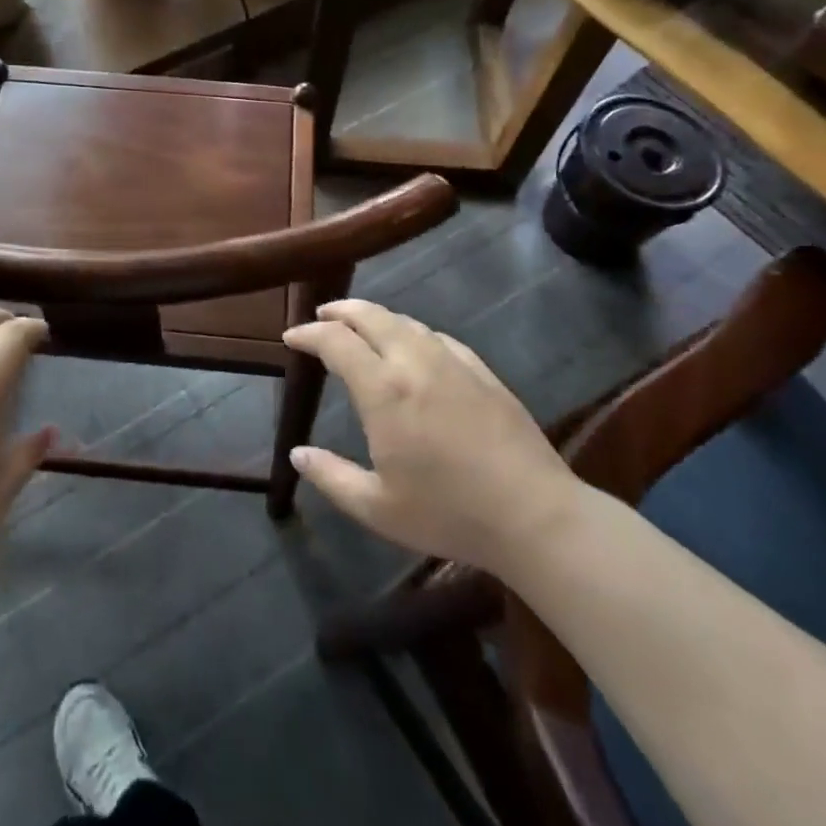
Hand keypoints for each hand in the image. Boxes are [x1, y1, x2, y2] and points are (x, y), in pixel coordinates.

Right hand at [283, 299, 579, 573]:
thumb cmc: (449, 513)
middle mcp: (414, 362)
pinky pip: (437, 336)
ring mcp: (452, 362)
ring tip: (361, 326)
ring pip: (405, 321)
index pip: (336, 341)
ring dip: (375, 316)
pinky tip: (413, 345)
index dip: (309, 333)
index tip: (292, 337)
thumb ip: (331, 477)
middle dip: (340, 310)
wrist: (534, 514)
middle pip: (370, 316)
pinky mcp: (481, 370)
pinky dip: (411, 331)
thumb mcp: (377, 508)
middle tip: (322, 314)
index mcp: (383, 390)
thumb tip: (297, 454)